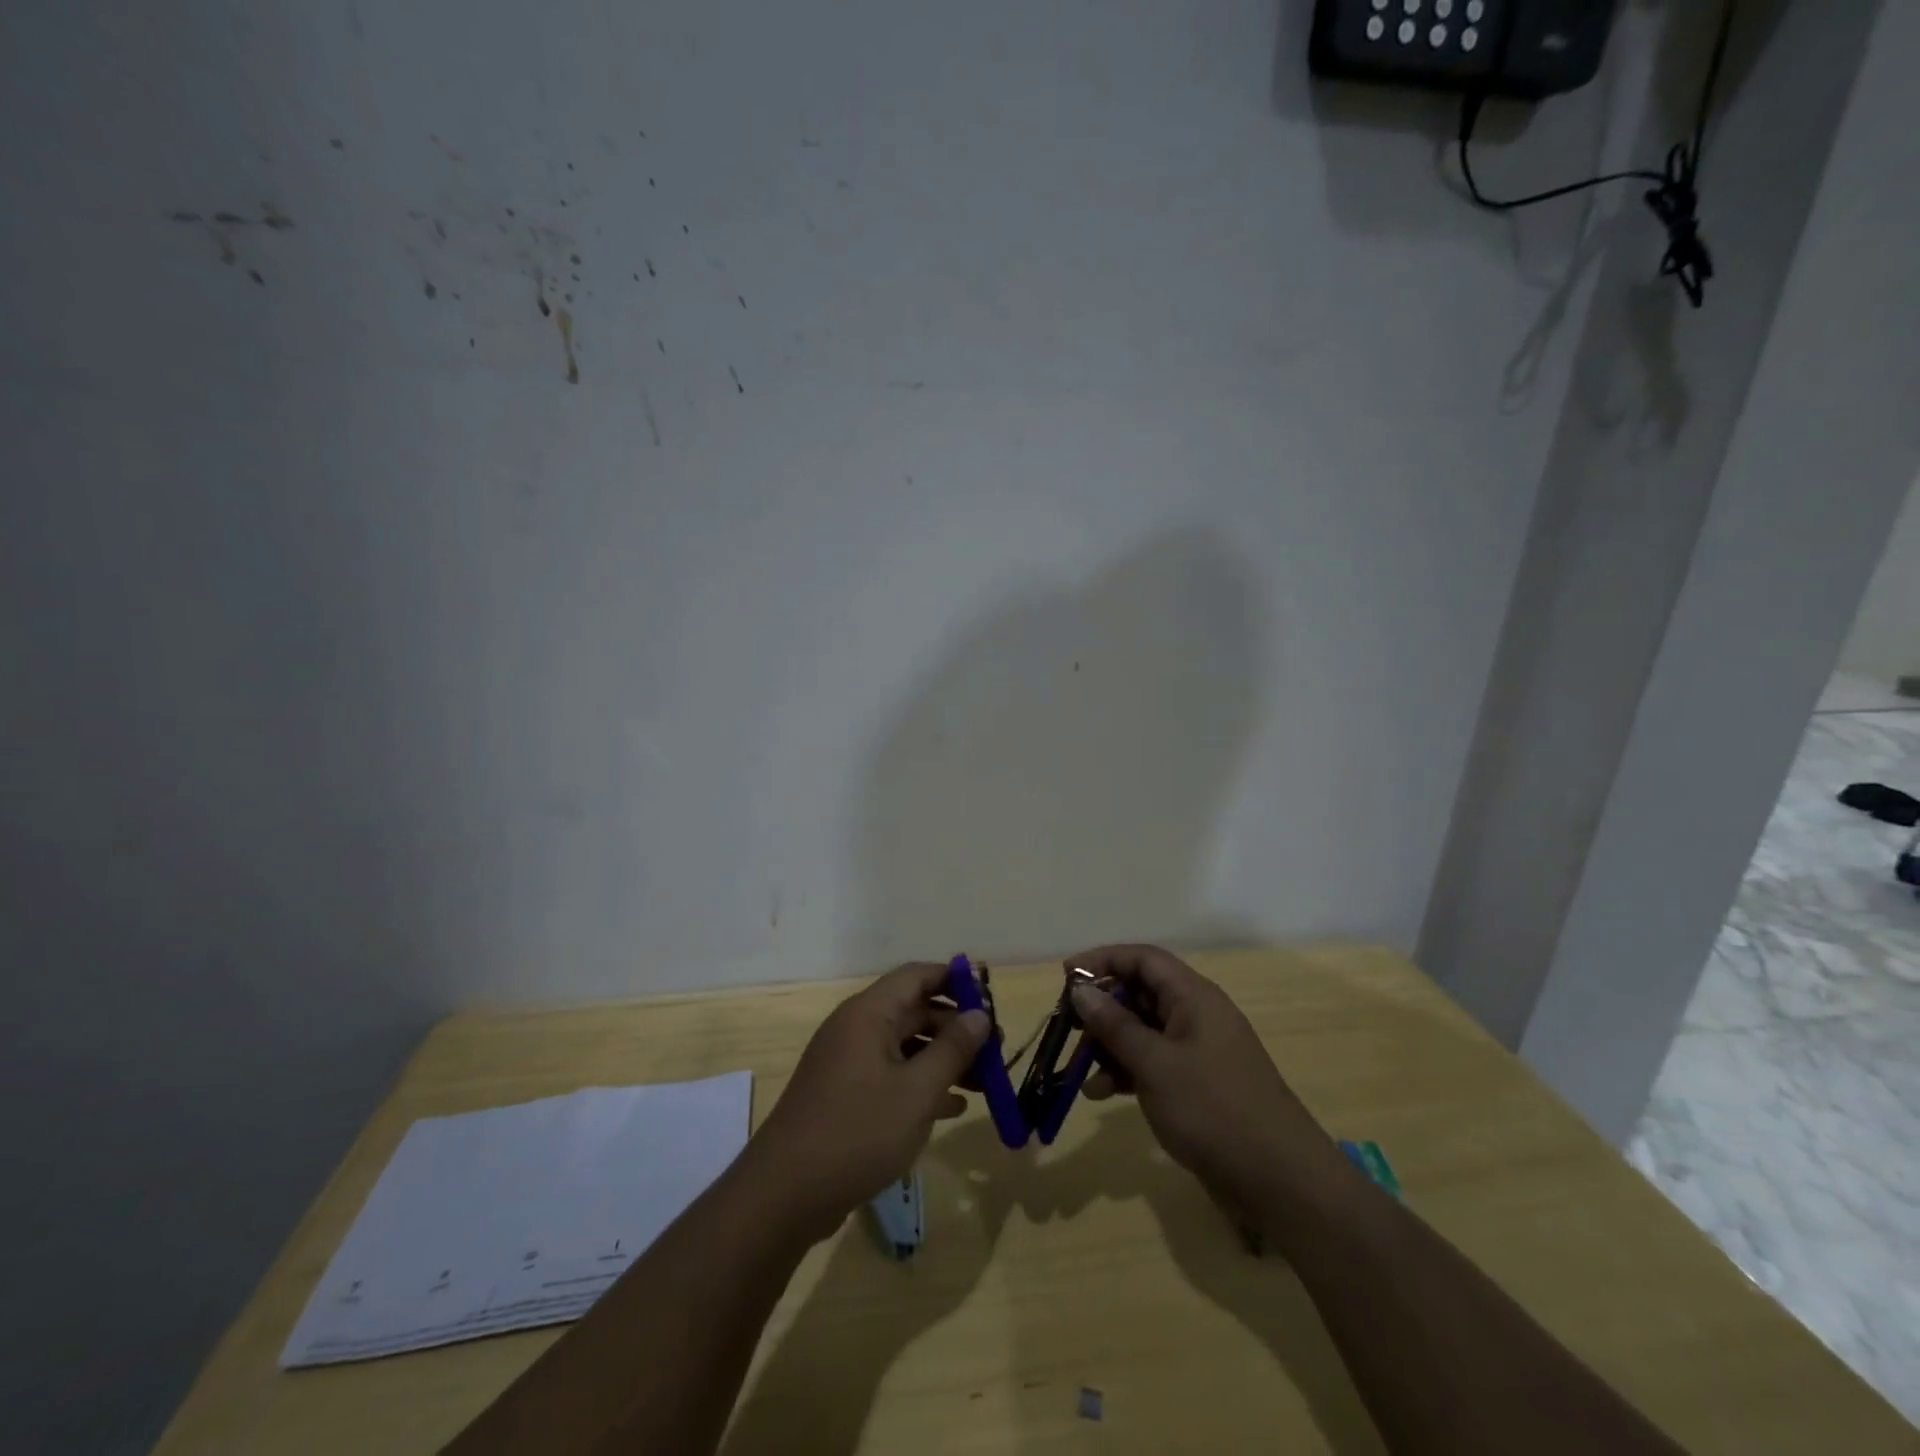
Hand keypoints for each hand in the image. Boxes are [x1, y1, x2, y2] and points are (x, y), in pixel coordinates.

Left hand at [749, 962, 989, 1242]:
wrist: (785, 1195)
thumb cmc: (857, 1132)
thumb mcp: (917, 1092)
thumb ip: (952, 1049)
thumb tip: (980, 1015)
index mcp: (869, 1013)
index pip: (918, 975)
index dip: (955, 980)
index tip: (991, 1000)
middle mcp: (857, 1028)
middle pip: (915, 1011)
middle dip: (957, 1029)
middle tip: (996, 1053)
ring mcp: (849, 1063)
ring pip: (906, 1047)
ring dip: (944, 1060)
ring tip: (984, 1084)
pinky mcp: (846, 1096)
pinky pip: (892, 1076)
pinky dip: (922, 1085)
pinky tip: (953, 1108)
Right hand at [1068, 945, 1348, 1218]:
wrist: (1280, 1181)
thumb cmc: (1214, 1109)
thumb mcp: (1155, 1063)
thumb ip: (1114, 1024)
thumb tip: (1080, 989)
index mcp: (1193, 997)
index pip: (1143, 959)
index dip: (1103, 960)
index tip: (1066, 977)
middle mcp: (1196, 1015)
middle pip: (1140, 993)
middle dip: (1102, 1007)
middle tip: (1069, 1027)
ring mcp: (1198, 1052)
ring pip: (1143, 1030)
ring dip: (1110, 1044)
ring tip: (1080, 1068)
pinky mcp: (1197, 1085)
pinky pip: (1152, 1062)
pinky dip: (1126, 1071)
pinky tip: (1102, 1094)